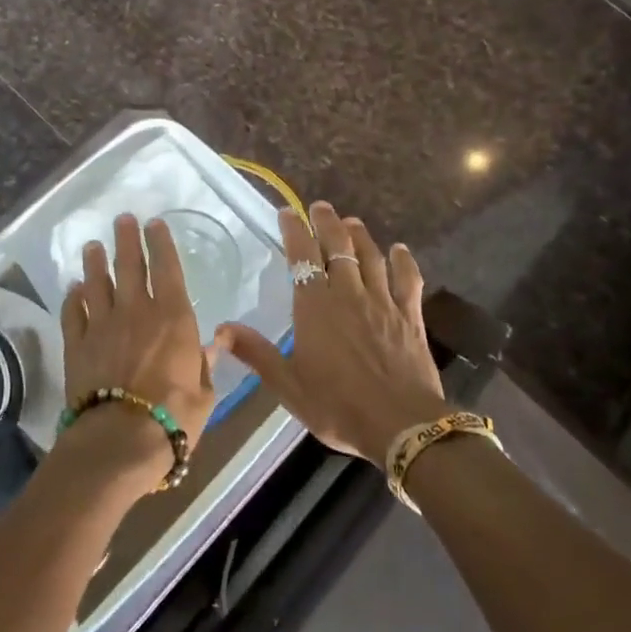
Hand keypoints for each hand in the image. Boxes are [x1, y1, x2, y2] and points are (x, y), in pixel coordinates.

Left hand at [57, 214, 217, 488]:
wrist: (119, 441)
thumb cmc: (173, 418)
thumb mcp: (204, 393)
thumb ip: (206, 363)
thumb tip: (216, 342)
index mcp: (173, 318)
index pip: (168, 269)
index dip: (161, 243)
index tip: (155, 223)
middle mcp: (136, 311)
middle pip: (130, 265)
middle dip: (127, 239)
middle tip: (123, 219)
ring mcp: (102, 325)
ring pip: (97, 283)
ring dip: (95, 262)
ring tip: (93, 246)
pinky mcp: (76, 344)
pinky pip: (73, 313)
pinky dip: (73, 298)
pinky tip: (73, 290)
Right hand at [219, 202, 445, 465]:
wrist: (401, 425)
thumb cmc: (337, 406)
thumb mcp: (288, 385)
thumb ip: (256, 353)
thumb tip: (220, 329)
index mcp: (315, 307)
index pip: (301, 257)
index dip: (294, 231)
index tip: (287, 212)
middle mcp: (348, 294)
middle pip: (338, 247)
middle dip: (327, 223)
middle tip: (320, 206)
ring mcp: (382, 302)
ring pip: (371, 257)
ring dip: (360, 235)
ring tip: (351, 221)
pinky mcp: (410, 316)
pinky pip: (407, 280)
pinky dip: (403, 261)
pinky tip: (399, 250)